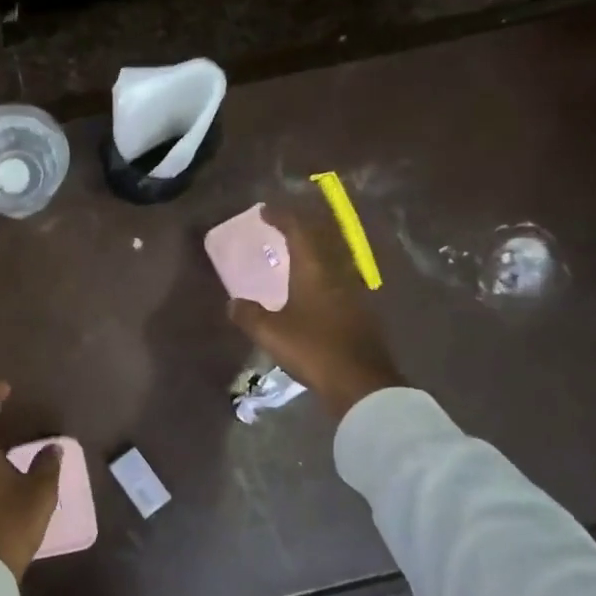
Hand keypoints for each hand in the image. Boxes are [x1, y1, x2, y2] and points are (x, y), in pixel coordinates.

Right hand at [227, 198, 402, 415]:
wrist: (362, 385)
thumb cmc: (314, 350)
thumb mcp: (271, 333)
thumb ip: (249, 315)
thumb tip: (233, 303)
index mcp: (315, 272)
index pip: (299, 232)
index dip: (282, 218)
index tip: (265, 210)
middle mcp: (337, 276)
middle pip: (320, 243)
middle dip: (299, 232)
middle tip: (280, 230)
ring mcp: (353, 296)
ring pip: (330, 264)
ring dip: (311, 256)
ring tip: (292, 261)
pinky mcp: (360, 316)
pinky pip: (336, 286)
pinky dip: (319, 280)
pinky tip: (310, 296)